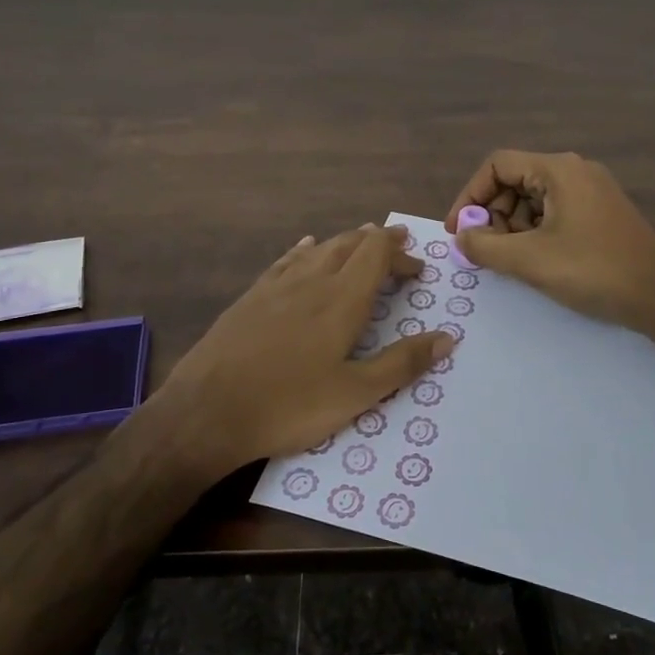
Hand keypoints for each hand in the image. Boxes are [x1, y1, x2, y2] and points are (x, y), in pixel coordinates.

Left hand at [161, 224, 453, 476]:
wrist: (207, 411)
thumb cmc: (289, 405)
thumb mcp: (355, 393)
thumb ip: (402, 363)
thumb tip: (447, 338)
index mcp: (341, 300)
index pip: (377, 255)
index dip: (400, 254)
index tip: (417, 269)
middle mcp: (311, 281)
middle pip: (349, 244)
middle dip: (377, 242)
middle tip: (397, 245)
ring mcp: (276, 286)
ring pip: (318, 249)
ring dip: (345, 243)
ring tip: (360, 243)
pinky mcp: (250, 298)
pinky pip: (285, 261)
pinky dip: (305, 251)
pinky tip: (305, 250)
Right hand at [446, 151, 654, 335]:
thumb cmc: (594, 271)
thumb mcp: (530, 260)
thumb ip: (485, 247)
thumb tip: (463, 237)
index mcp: (558, 170)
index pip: (497, 165)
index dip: (470, 196)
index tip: (459, 231)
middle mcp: (575, 171)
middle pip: (515, 180)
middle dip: (493, 214)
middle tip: (485, 250)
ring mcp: (592, 191)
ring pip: (534, 198)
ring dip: (513, 226)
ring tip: (511, 259)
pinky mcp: (601, 213)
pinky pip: (555, 211)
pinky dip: (535, 231)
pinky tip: (537, 260)